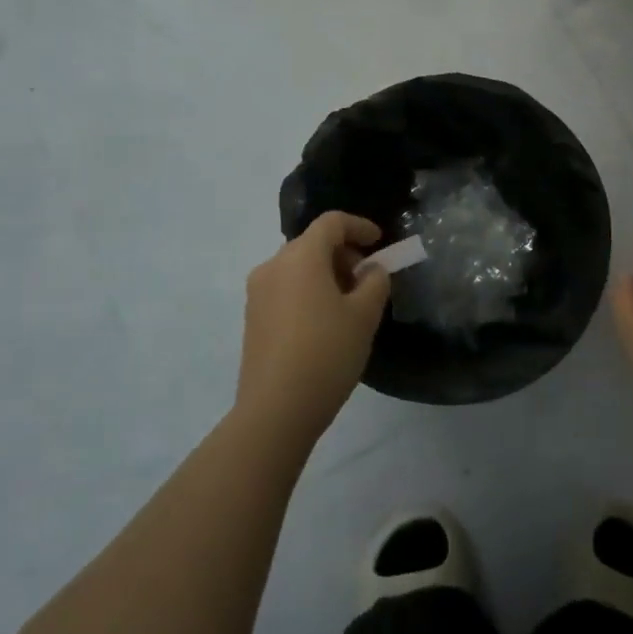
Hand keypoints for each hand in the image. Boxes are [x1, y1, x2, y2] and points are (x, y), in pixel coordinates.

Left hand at [237, 213, 390, 445]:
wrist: (275, 410)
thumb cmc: (326, 353)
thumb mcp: (365, 315)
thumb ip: (375, 281)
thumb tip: (370, 271)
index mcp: (301, 256)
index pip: (332, 223)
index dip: (359, 226)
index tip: (379, 242)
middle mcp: (273, 265)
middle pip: (313, 243)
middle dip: (344, 254)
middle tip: (368, 280)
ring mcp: (258, 293)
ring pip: (298, 267)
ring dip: (326, 274)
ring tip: (349, 305)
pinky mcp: (252, 318)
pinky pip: (285, 289)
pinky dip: (308, 292)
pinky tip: (325, 323)